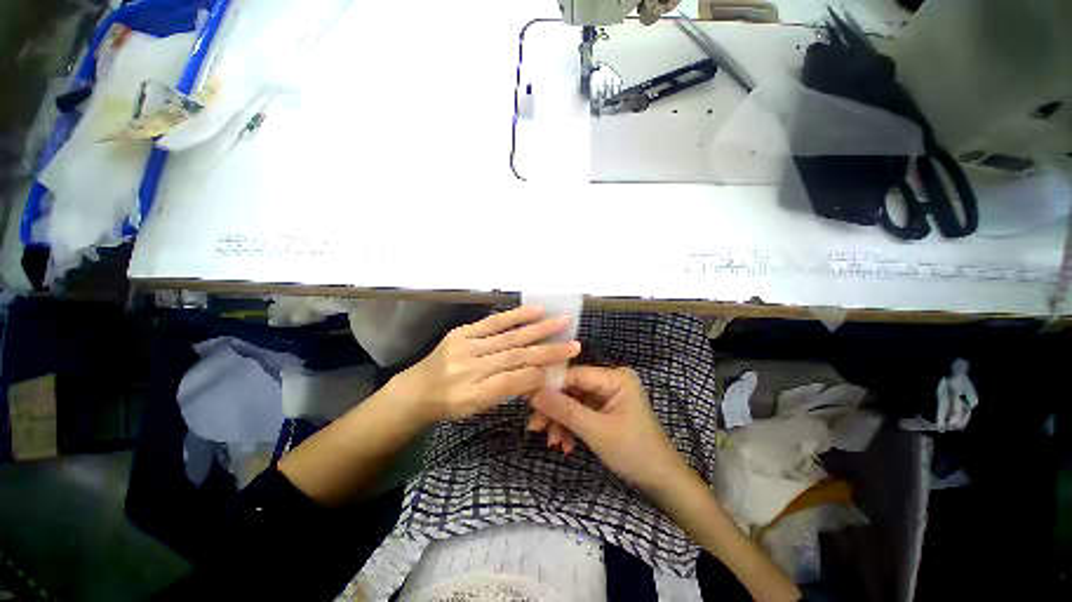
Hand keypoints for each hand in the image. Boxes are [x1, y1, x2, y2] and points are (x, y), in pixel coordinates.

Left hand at [389, 306, 580, 423]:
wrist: (416, 389)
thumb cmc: (451, 404)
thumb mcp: (478, 407)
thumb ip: (506, 390)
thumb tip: (537, 374)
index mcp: (472, 394)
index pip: (512, 381)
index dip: (538, 373)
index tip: (563, 366)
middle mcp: (469, 368)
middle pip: (515, 356)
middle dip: (548, 350)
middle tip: (574, 344)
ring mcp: (465, 346)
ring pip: (507, 336)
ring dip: (537, 328)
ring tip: (560, 320)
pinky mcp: (462, 331)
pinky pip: (492, 322)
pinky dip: (515, 316)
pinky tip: (534, 310)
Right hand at [530, 366, 691, 491]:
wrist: (662, 482)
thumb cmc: (634, 452)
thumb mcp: (596, 431)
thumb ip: (565, 410)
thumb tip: (534, 394)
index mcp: (615, 377)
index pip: (575, 374)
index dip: (550, 386)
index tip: (528, 400)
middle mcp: (611, 380)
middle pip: (572, 388)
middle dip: (555, 409)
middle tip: (535, 427)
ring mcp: (608, 395)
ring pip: (574, 402)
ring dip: (561, 421)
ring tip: (553, 443)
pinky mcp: (605, 409)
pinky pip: (581, 412)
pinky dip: (571, 427)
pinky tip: (565, 445)